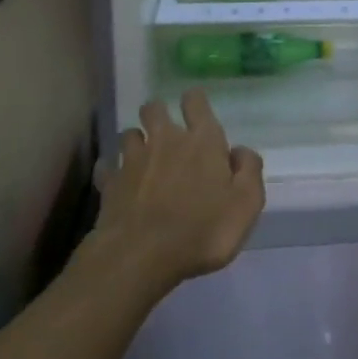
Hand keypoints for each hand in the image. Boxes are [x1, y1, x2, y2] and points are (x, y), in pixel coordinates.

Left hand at [94, 90, 264, 293]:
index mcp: (202, 141)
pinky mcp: (110, 183)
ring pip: (129, 133)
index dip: (195, 102)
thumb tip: (240, 151)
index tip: (197, 110)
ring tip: (143, 158)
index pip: (196, 101)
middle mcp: (165, 140)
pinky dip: (112, 171)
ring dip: (136, 141)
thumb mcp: (246, 204)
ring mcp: (132, 160)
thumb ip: (249, 171)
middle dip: (159, 114)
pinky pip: (108, 166)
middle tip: (167, 133)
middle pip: (155, 108)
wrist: (142, 256)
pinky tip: (118, 183)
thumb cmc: (203, 230)